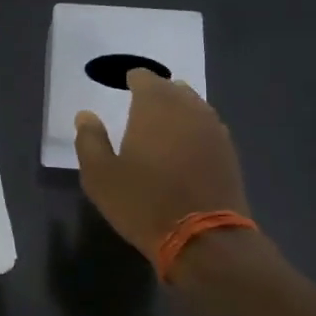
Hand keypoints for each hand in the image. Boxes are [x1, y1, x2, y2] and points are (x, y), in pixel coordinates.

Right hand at [74, 70, 250, 257]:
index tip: (122, 89)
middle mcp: (188, 108)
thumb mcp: (100, 175)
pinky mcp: (229, 151)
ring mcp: (213, 129)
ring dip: (177, 110)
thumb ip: (90, 140)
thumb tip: (86, 115)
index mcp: (155, 106)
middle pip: (172, 88)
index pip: (144, 77)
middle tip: (139, 109)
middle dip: (156, 94)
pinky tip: (184, 148)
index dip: (132, 80)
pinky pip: (208, 127)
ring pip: (194, 105)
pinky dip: (194, 130)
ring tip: (162, 127)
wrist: (203, 238)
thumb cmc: (143, 202)